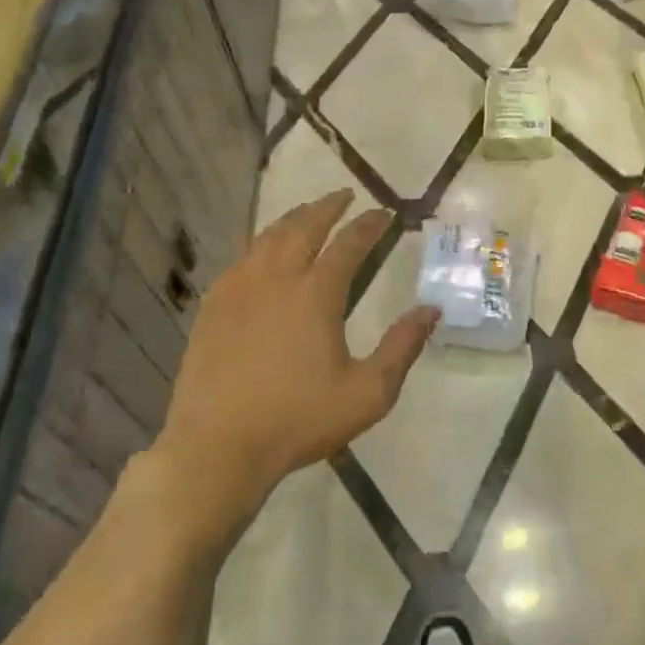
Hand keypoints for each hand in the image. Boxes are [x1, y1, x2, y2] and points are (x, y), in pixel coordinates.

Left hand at [150, 191, 436, 551]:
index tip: (385, 214)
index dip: (370, 225)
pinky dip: (260, 242)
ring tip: (308, 212)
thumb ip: (402, 348)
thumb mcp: (367, 394)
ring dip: (293, 217)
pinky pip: (240, 257)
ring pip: (269, 236)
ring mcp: (240, 288)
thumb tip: (431, 310)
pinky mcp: (214, 305)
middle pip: (305, 226)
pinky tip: (263, 249)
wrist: (217, 447)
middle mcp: (277, 278)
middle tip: (346, 196)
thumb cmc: (297, 420)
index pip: (349, 243)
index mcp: (317, 294)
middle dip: (329, 206)